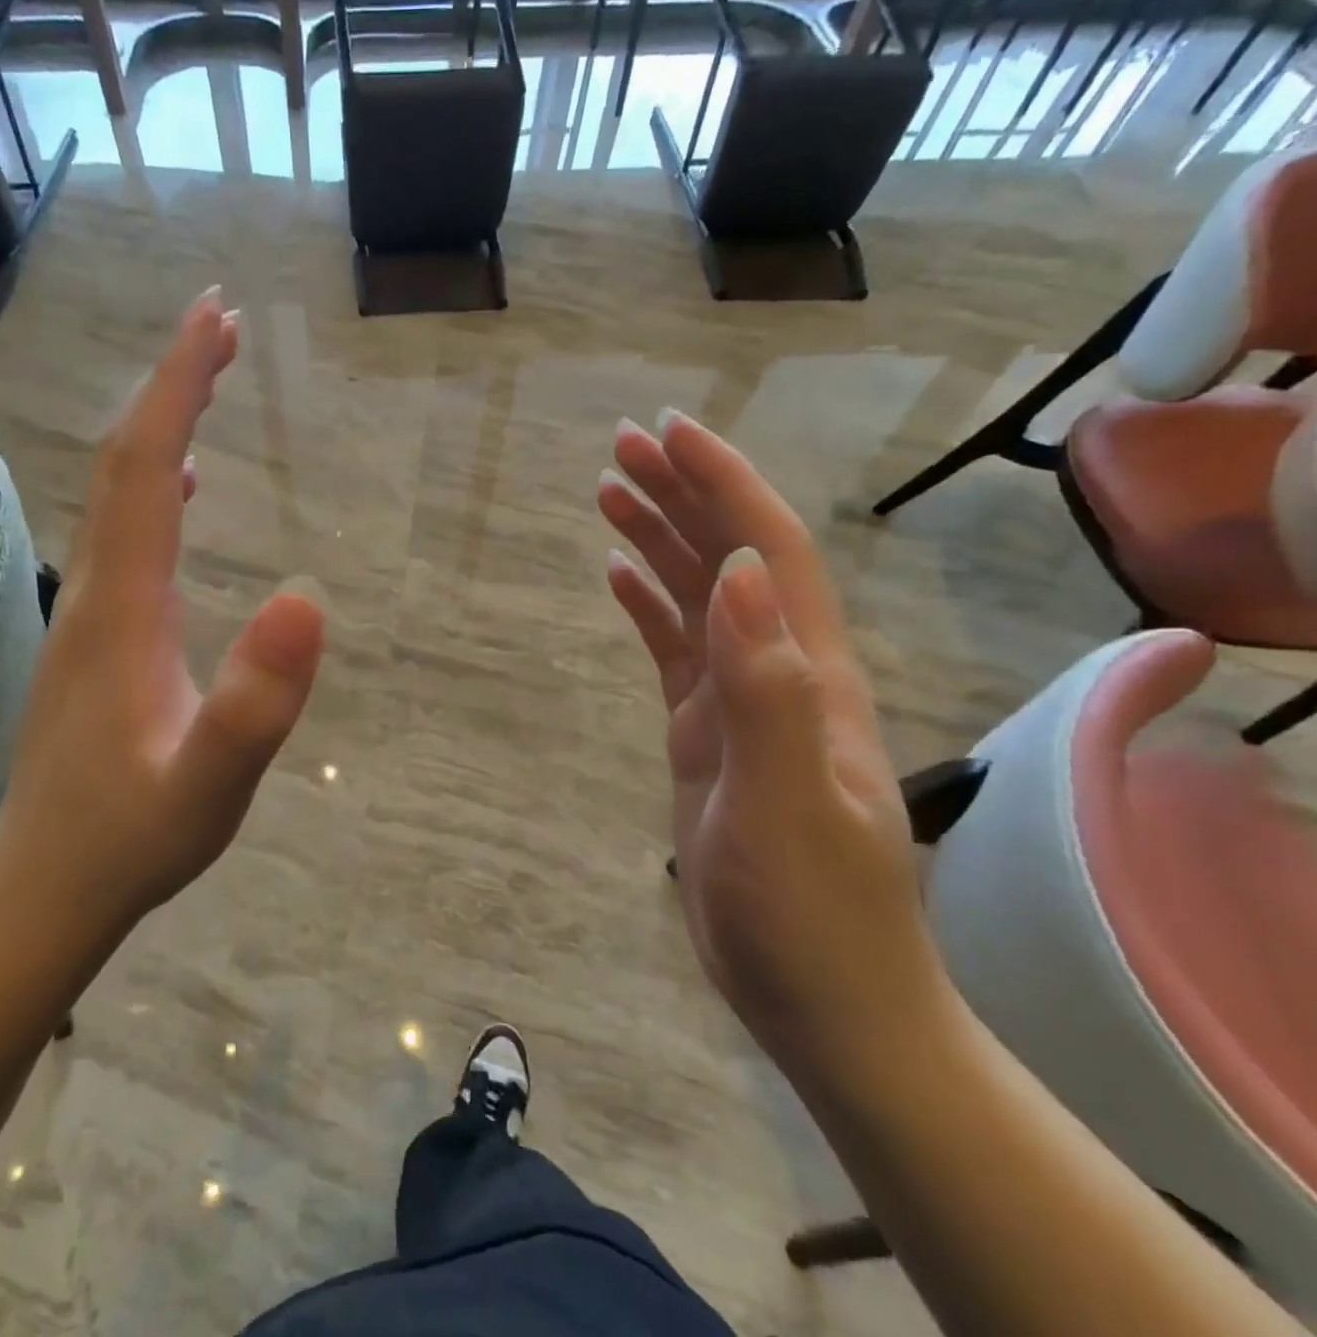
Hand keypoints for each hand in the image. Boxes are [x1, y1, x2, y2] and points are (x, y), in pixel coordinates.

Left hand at [0, 289, 324, 931]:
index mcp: (121, 608)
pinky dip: (154, 484)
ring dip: (161, 426)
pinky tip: (186, 487)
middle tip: (220, 321)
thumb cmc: (131, 840)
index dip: (177, 387)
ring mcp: (87, 612)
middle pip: (123, 463)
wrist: (46, 886)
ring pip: (116, 493)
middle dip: (169, 384)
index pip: (145, 470)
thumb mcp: (207, 788)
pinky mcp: (96, 636)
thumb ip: (254, 707)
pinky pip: (122, 533)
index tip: (215, 318)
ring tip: (207, 378)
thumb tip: (309, 598)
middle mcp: (93, 591)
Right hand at [598, 411, 944, 1072]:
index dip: (722, 484)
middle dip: (682, 493)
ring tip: (608, 493)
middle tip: (621, 446)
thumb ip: (767, 689)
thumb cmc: (810, 914)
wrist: (825, 999)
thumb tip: (739, 572)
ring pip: (701, 595)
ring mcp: (742, 701)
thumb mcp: (785, 805)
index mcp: (806, 673)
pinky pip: (677, 647)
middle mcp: (779, 670)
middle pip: (731, 557)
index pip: (767, 551)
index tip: (668, 433)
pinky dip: (649, 603)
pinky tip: (618, 576)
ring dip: (660, 538)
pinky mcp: (709, 732)